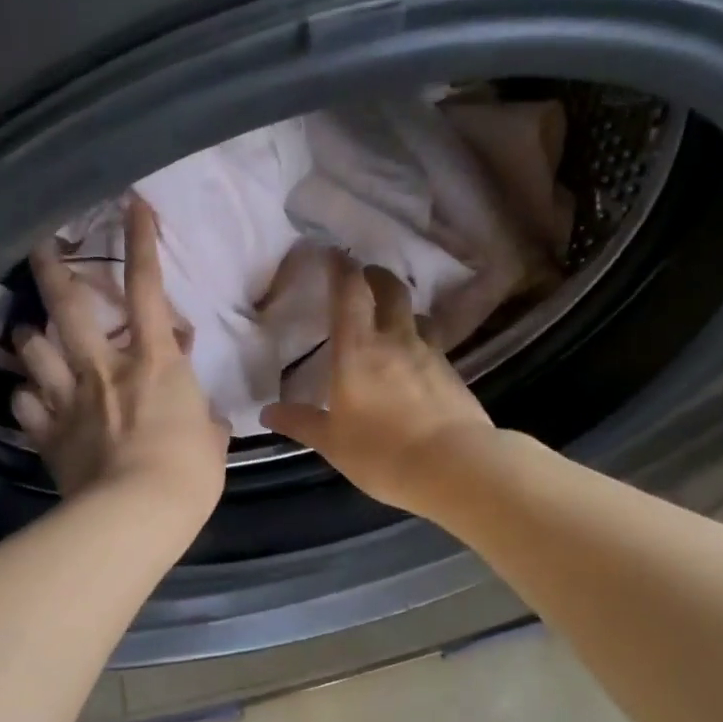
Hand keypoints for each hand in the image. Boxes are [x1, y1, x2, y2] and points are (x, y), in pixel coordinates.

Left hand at [12, 197, 228, 521]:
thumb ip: (201, 417)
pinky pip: (23, 402)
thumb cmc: (189, 473)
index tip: (131, 205)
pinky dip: (25, 395)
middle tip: (38, 242)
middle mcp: (105, 368)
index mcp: (155, 362)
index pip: (148, 289)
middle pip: (70, 305)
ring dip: (30, 336)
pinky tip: (29, 397)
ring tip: (30, 334)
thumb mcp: (211, 439)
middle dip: (52, 266)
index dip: (141, 243)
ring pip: (33, 347)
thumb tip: (199, 414)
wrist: (137, 513)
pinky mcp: (46, 433)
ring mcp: (69, 398)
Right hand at [261, 253, 495, 513]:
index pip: (349, 293)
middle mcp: (395, 340)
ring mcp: (430, 354)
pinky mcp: (453, 373)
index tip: (333, 254)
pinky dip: (420, 342)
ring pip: (417, 315)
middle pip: (391, 290)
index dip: (341, 268)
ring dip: (403, 309)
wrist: (455, 467)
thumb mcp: (332, 443)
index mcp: (357, 350)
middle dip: (376, 277)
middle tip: (365, 279)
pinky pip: (434, 344)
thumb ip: (301, 422)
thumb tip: (268, 412)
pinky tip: (415, 363)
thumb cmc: (382, 453)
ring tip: (392, 321)